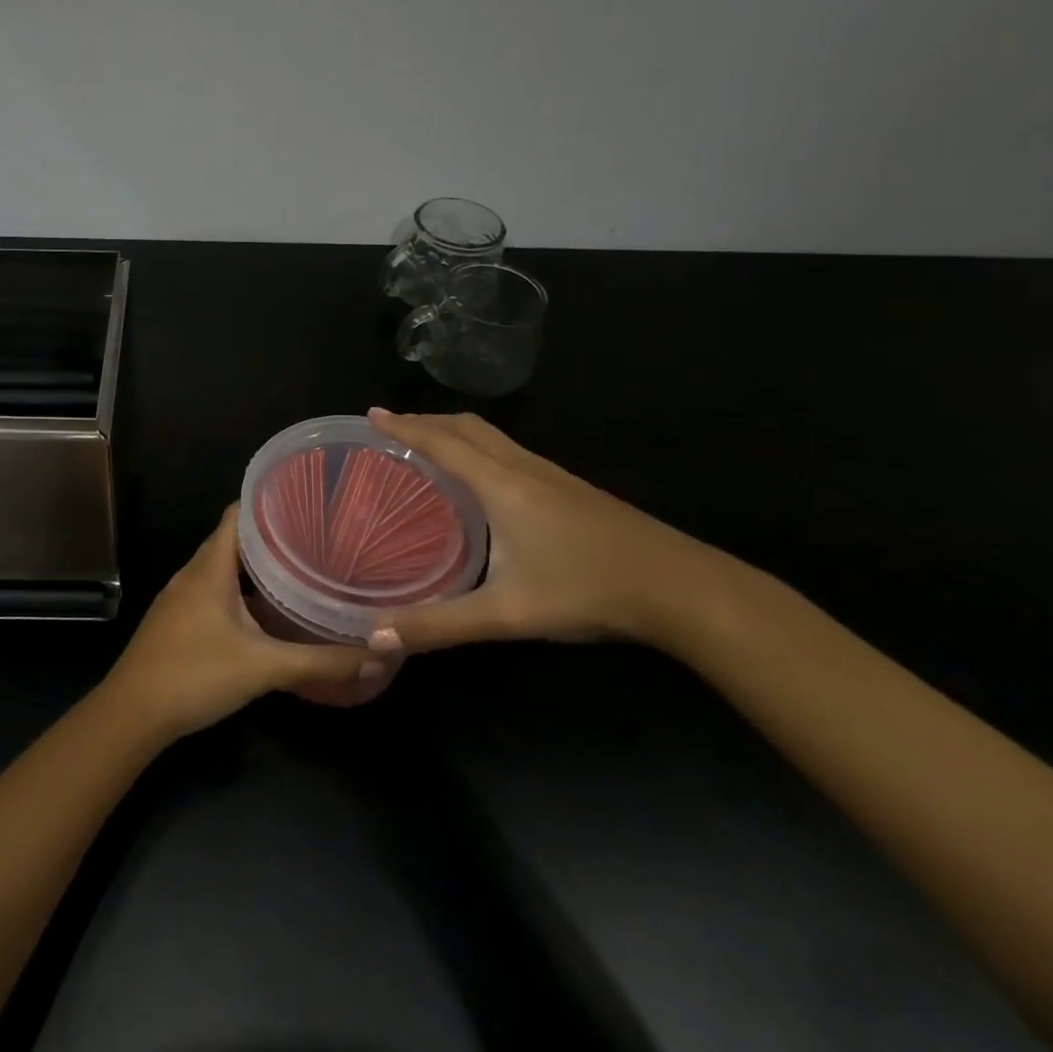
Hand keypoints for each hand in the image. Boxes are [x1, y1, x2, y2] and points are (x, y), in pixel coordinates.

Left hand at [102, 506, 379, 738]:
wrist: (131, 714)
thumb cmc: (194, 675)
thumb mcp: (263, 667)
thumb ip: (319, 662)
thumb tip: (375, 654)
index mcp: (210, 567)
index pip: (237, 514)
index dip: (269, 503)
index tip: (307, 503)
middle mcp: (193, 573)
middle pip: (233, 539)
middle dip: (271, 537)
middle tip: (315, 539)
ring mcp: (181, 597)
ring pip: (223, 568)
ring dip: (256, 567)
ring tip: (298, 570)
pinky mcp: (178, 620)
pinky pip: (213, 591)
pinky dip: (240, 591)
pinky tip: (265, 612)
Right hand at [365, 409, 739, 653]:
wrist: (680, 587)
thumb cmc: (587, 590)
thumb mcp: (507, 613)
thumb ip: (441, 626)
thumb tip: (377, 637)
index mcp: (501, 485)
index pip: (442, 442)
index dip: (405, 426)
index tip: (372, 414)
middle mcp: (524, 468)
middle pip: (468, 427)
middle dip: (427, 420)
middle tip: (393, 427)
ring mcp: (552, 475)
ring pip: (493, 437)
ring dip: (455, 431)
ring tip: (429, 444)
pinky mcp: (571, 489)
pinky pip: (511, 451)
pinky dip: (481, 448)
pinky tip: (484, 478)